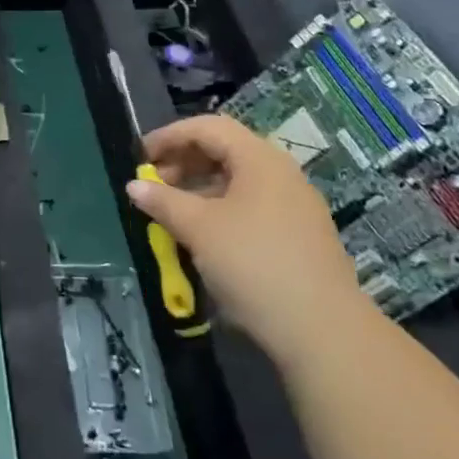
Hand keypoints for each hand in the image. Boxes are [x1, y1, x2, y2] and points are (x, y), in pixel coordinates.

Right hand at [128, 114, 369, 371]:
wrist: (323, 330)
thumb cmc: (253, 264)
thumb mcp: (199, 229)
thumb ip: (163, 202)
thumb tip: (134, 186)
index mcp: (259, 158)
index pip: (207, 127)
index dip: (169, 136)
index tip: (139, 157)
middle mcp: (280, 172)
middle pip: (224, 150)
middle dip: (183, 162)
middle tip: (152, 186)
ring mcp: (294, 204)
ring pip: (237, 181)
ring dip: (199, 189)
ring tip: (171, 213)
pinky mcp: (298, 234)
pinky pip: (251, 206)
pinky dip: (220, 209)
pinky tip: (203, 236)